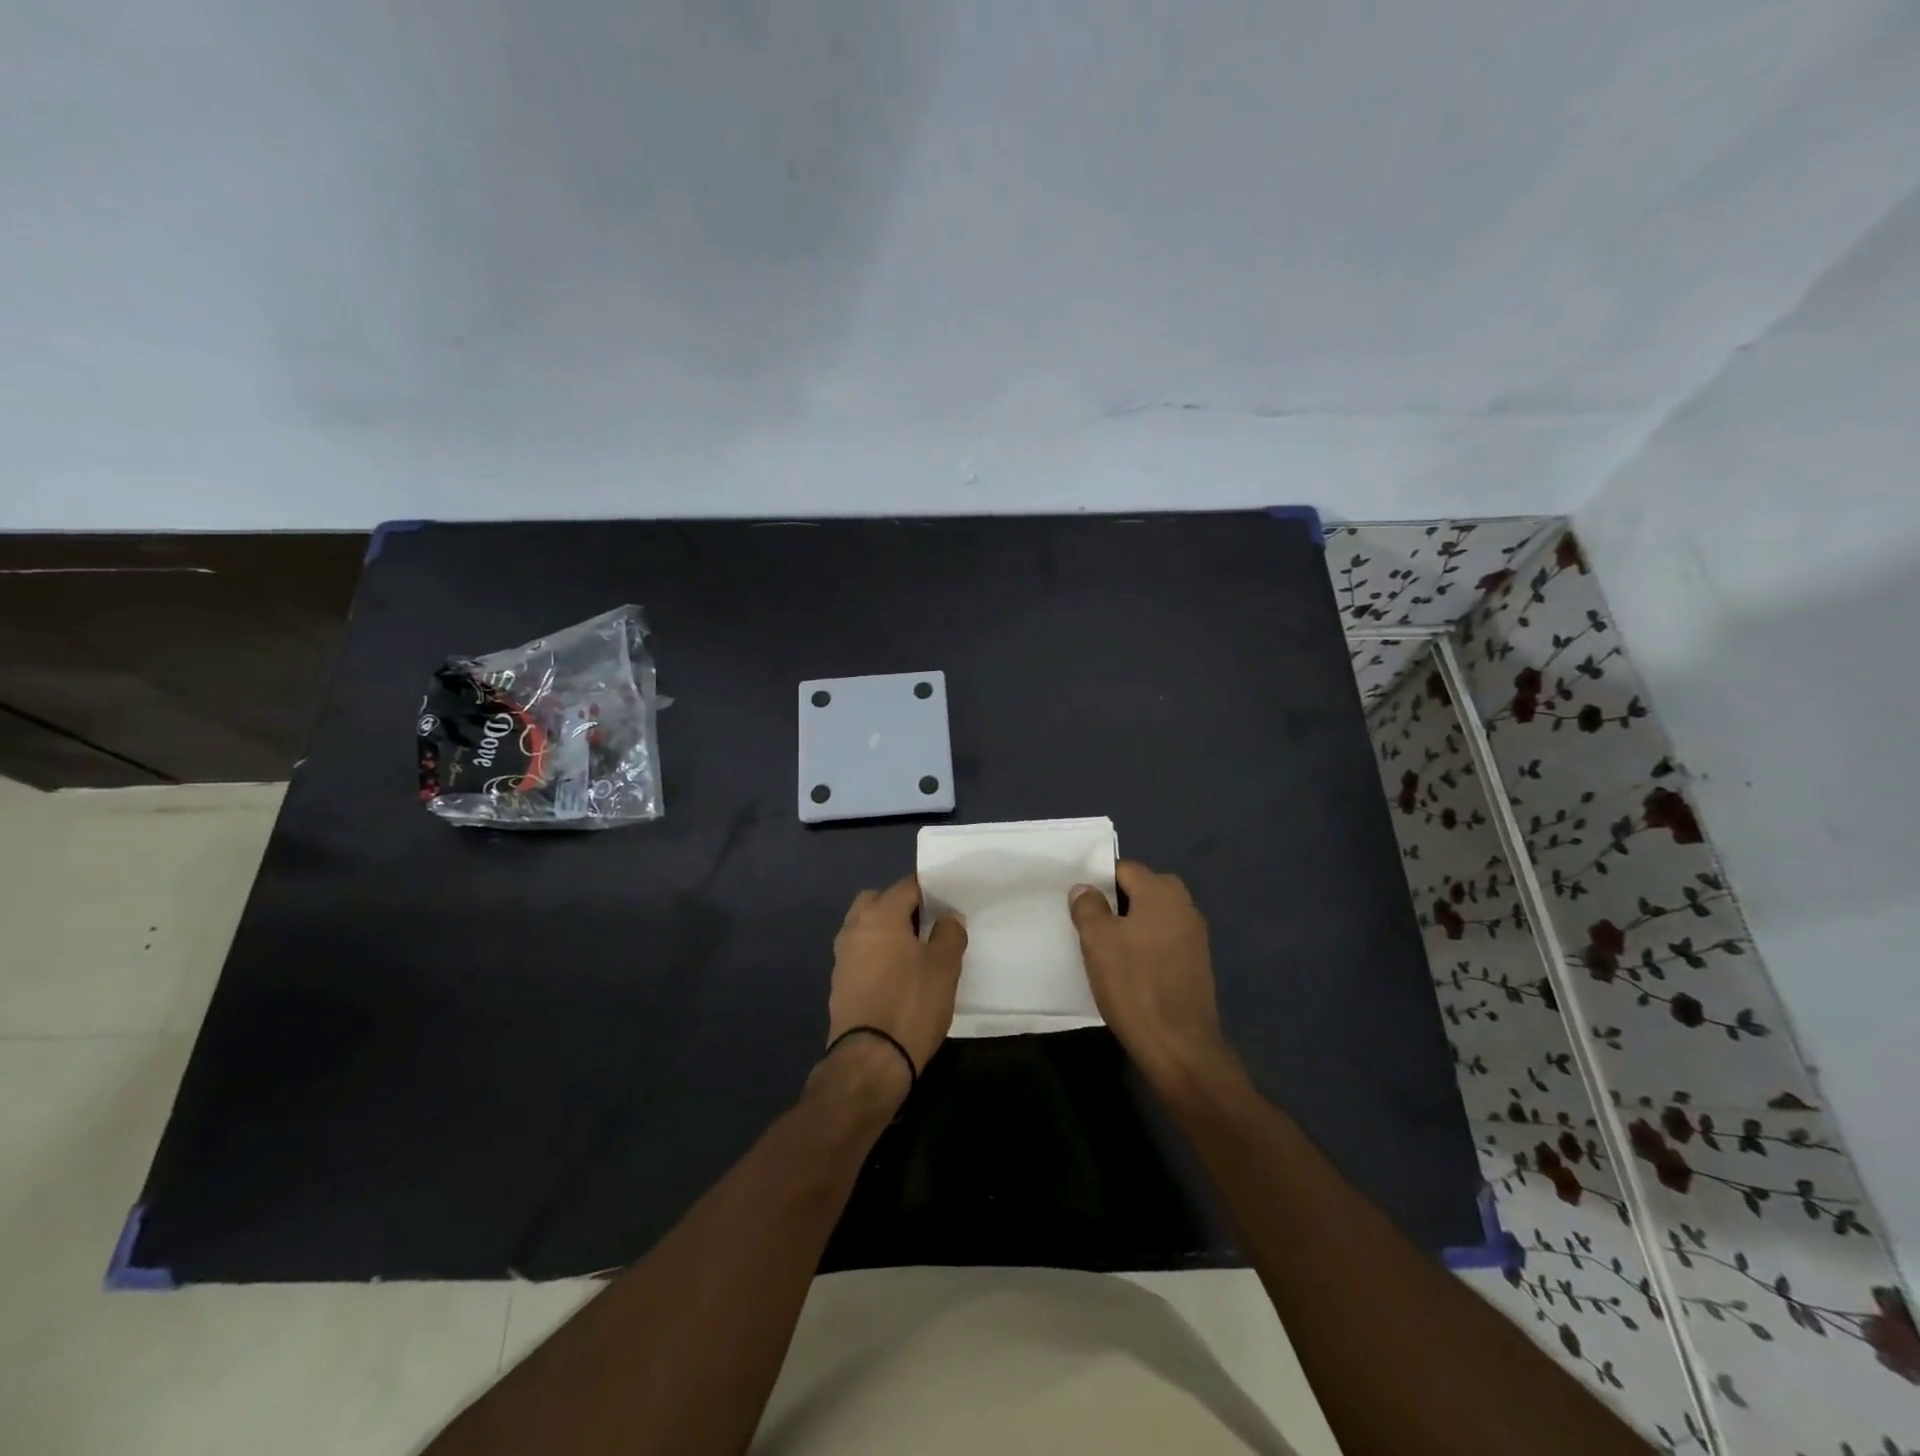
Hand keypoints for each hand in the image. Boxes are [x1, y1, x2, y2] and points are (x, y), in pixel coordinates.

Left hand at [825, 876, 966, 1094]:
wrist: (870, 1060)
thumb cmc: (911, 1004)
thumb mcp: (944, 967)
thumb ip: (949, 933)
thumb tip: (948, 916)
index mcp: (881, 915)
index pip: (907, 886)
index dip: (929, 890)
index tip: (948, 903)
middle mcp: (855, 927)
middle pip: (877, 901)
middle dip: (900, 906)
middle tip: (926, 926)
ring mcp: (842, 956)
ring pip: (865, 927)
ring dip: (885, 932)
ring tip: (914, 953)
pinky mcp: (838, 983)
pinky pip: (860, 953)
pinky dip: (876, 954)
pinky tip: (897, 976)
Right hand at [1069, 861, 1233, 1086]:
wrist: (1179, 1046)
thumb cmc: (1134, 984)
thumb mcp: (1097, 941)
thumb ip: (1088, 906)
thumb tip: (1085, 889)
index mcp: (1162, 891)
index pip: (1123, 869)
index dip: (1097, 881)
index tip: (1078, 902)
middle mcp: (1185, 905)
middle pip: (1140, 891)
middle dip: (1113, 904)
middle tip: (1087, 925)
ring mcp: (1195, 936)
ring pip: (1151, 917)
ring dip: (1129, 927)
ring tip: (1103, 950)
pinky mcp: (1197, 964)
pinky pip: (1163, 941)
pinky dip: (1145, 947)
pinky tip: (1128, 970)